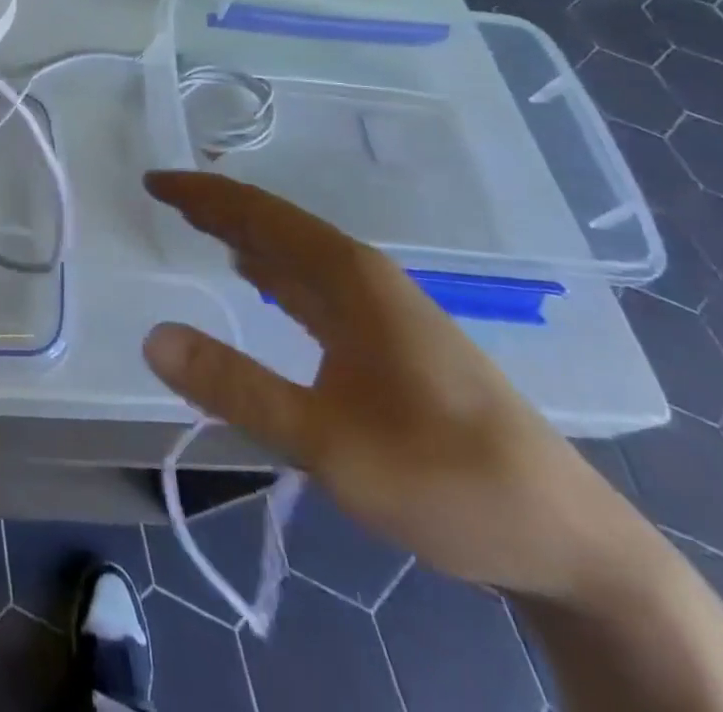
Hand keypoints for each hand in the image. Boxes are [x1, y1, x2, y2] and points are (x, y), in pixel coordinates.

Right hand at [142, 172, 630, 600]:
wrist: (570, 542)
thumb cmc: (449, 480)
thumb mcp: (330, 443)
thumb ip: (238, 388)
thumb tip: (152, 337)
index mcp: (350, 277)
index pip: (259, 214)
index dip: (202, 194)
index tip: (152, 181)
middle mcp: (365, 277)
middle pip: (276, 224)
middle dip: (218, 205)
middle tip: (163, 195)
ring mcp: (382, 308)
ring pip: (296, 253)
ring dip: (243, 233)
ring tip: (197, 224)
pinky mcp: (389, 341)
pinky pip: (312, 284)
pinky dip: (271, 269)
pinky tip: (258, 279)